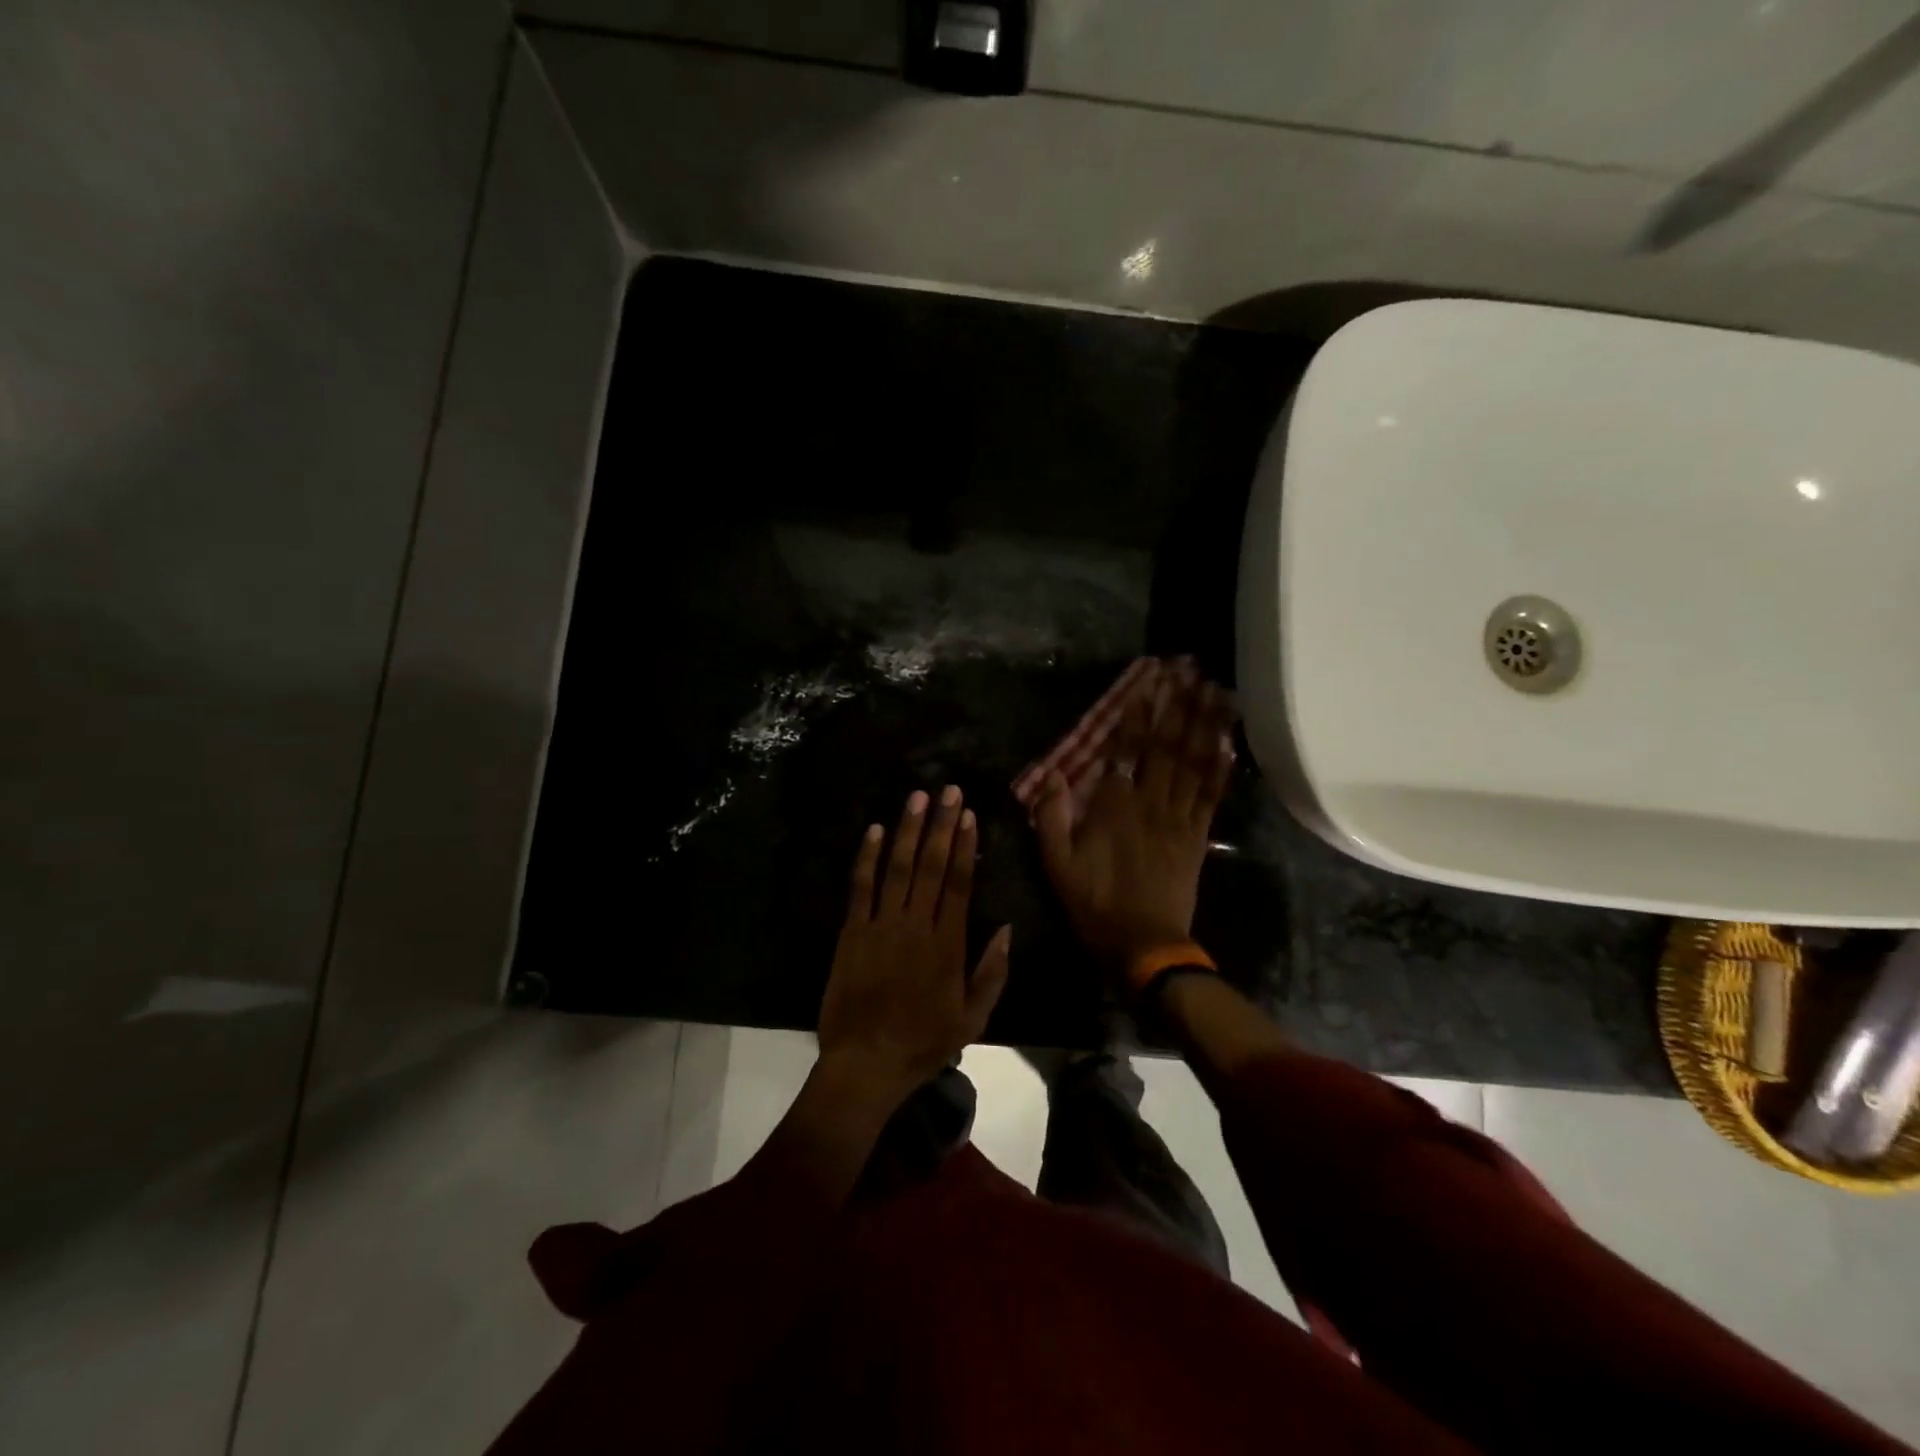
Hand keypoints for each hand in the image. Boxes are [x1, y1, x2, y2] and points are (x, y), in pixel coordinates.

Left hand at [817, 786, 1012, 1103]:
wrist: (865, 1064)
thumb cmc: (923, 1042)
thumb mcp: (973, 1018)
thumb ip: (992, 972)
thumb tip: (1007, 928)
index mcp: (948, 945)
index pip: (960, 884)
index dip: (966, 846)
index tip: (970, 816)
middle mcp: (916, 926)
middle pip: (932, 866)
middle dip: (941, 825)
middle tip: (949, 790)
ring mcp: (881, 926)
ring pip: (898, 868)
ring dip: (908, 831)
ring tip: (918, 798)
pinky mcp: (852, 932)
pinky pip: (860, 888)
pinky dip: (866, 857)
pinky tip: (873, 830)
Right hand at [1036, 671, 1234, 965]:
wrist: (1144, 944)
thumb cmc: (1095, 903)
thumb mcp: (1057, 864)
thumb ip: (1051, 817)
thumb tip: (1052, 773)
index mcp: (1114, 806)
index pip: (1127, 750)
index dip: (1138, 714)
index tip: (1148, 682)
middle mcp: (1151, 803)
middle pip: (1168, 746)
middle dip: (1179, 705)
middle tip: (1191, 671)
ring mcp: (1180, 818)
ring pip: (1194, 763)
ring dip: (1205, 724)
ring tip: (1216, 691)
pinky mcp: (1198, 836)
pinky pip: (1212, 795)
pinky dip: (1222, 766)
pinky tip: (1229, 741)